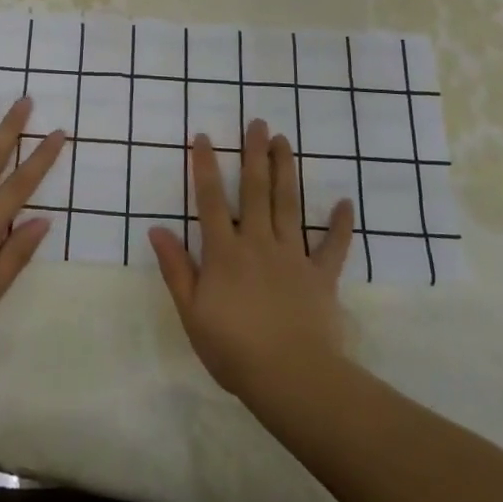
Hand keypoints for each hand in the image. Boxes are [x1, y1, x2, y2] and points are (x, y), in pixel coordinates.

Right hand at [148, 121, 352, 400]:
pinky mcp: (320, 277)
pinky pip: (332, 247)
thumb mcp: (191, 312)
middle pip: (256, 191)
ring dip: (286, 171)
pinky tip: (344, 202)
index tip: (203, 136)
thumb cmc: (233, 349)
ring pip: (288, 205)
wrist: (291, 378)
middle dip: (254, 154)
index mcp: (224, 252)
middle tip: (257, 123)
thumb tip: (157, 228)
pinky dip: (339, 225)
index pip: (211, 200)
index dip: (206, 167)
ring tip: (283, 141)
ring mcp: (292, 257)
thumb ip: (176, 269)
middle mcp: (258, 243)